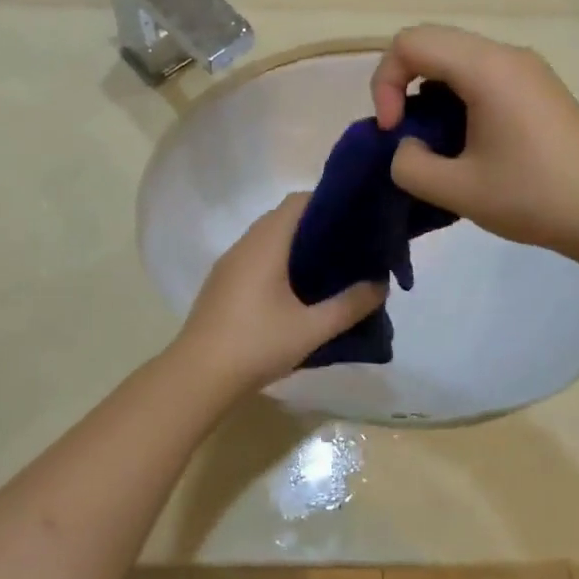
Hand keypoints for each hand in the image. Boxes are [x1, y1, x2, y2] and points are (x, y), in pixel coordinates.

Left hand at [174, 193, 384, 394]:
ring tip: (330, 266)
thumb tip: (380, 285)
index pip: (298, 201)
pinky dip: (279, 261)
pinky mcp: (222, 284)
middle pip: (283, 218)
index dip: (328, 201)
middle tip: (351, 244)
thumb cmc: (256, 345)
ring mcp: (229, 265)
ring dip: (297, 245)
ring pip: (268, 239)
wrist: (198, 376)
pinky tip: (297, 290)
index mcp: (265, 244)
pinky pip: (256, 258)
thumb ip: (349, 305)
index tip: (357, 216)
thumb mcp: (311, 329)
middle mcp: (244, 245)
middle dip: (317, 225)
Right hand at [371, 25, 578, 256]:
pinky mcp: (539, 88)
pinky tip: (469, 144)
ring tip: (438, 144)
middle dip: (404, 85)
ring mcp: (528, 69)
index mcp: (485, 68)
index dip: (385, 83)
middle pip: (433, 43)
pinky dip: (459, 99)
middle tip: (406, 134)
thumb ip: (410, 165)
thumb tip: (408, 148)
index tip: (393, 131)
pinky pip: (484, 75)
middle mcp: (507, 55)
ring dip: (432, 94)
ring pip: (458, 59)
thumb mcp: (457, 190)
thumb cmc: (533, 196)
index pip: (410, 43)